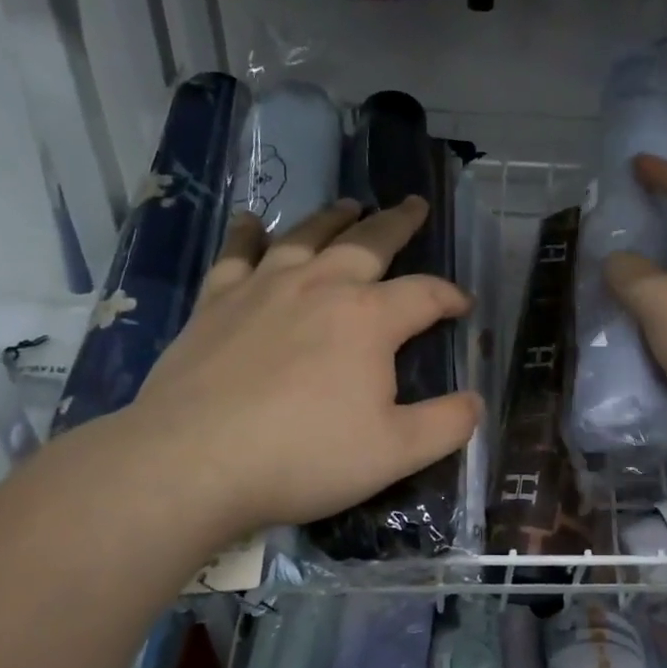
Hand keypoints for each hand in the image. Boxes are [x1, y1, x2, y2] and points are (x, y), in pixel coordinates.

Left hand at [122, 197, 481, 546]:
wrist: (191, 463)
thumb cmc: (303, 456)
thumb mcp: (396, 452)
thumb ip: (447, 424)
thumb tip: (475, 400)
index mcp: (369, 319)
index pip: (425, 294)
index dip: (451, 296)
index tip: (464, 306)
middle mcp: (320, 287)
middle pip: (369, 243)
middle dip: (397, 223)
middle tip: (413, 204)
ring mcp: (264, 288)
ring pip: (307, 237)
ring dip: (333, 218)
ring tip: (350, 205)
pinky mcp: (216, 302)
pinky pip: (237, 254)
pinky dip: (247, 233)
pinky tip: (252, 220)